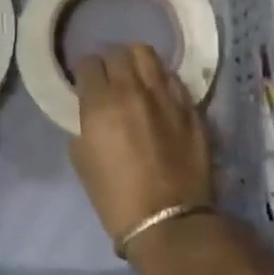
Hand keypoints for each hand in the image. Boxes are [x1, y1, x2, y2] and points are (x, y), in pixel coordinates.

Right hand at [69, 45, 212, 246]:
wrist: (168, 221)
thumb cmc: (115, 197)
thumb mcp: (83, 160)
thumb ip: (86, 126)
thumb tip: (94, 115)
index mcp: (101, 103)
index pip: (88, 64)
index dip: (84, 71)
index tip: (84, 82)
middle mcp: (133, 90)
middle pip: (118, 53)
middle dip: (109, 62)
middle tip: (108, 77)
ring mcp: (166, 96)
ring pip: (148, 55)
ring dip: (135, 61)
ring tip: (134, 75)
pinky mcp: (190, 108)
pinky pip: (173, 79)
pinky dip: (161, 80)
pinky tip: (158, 94)